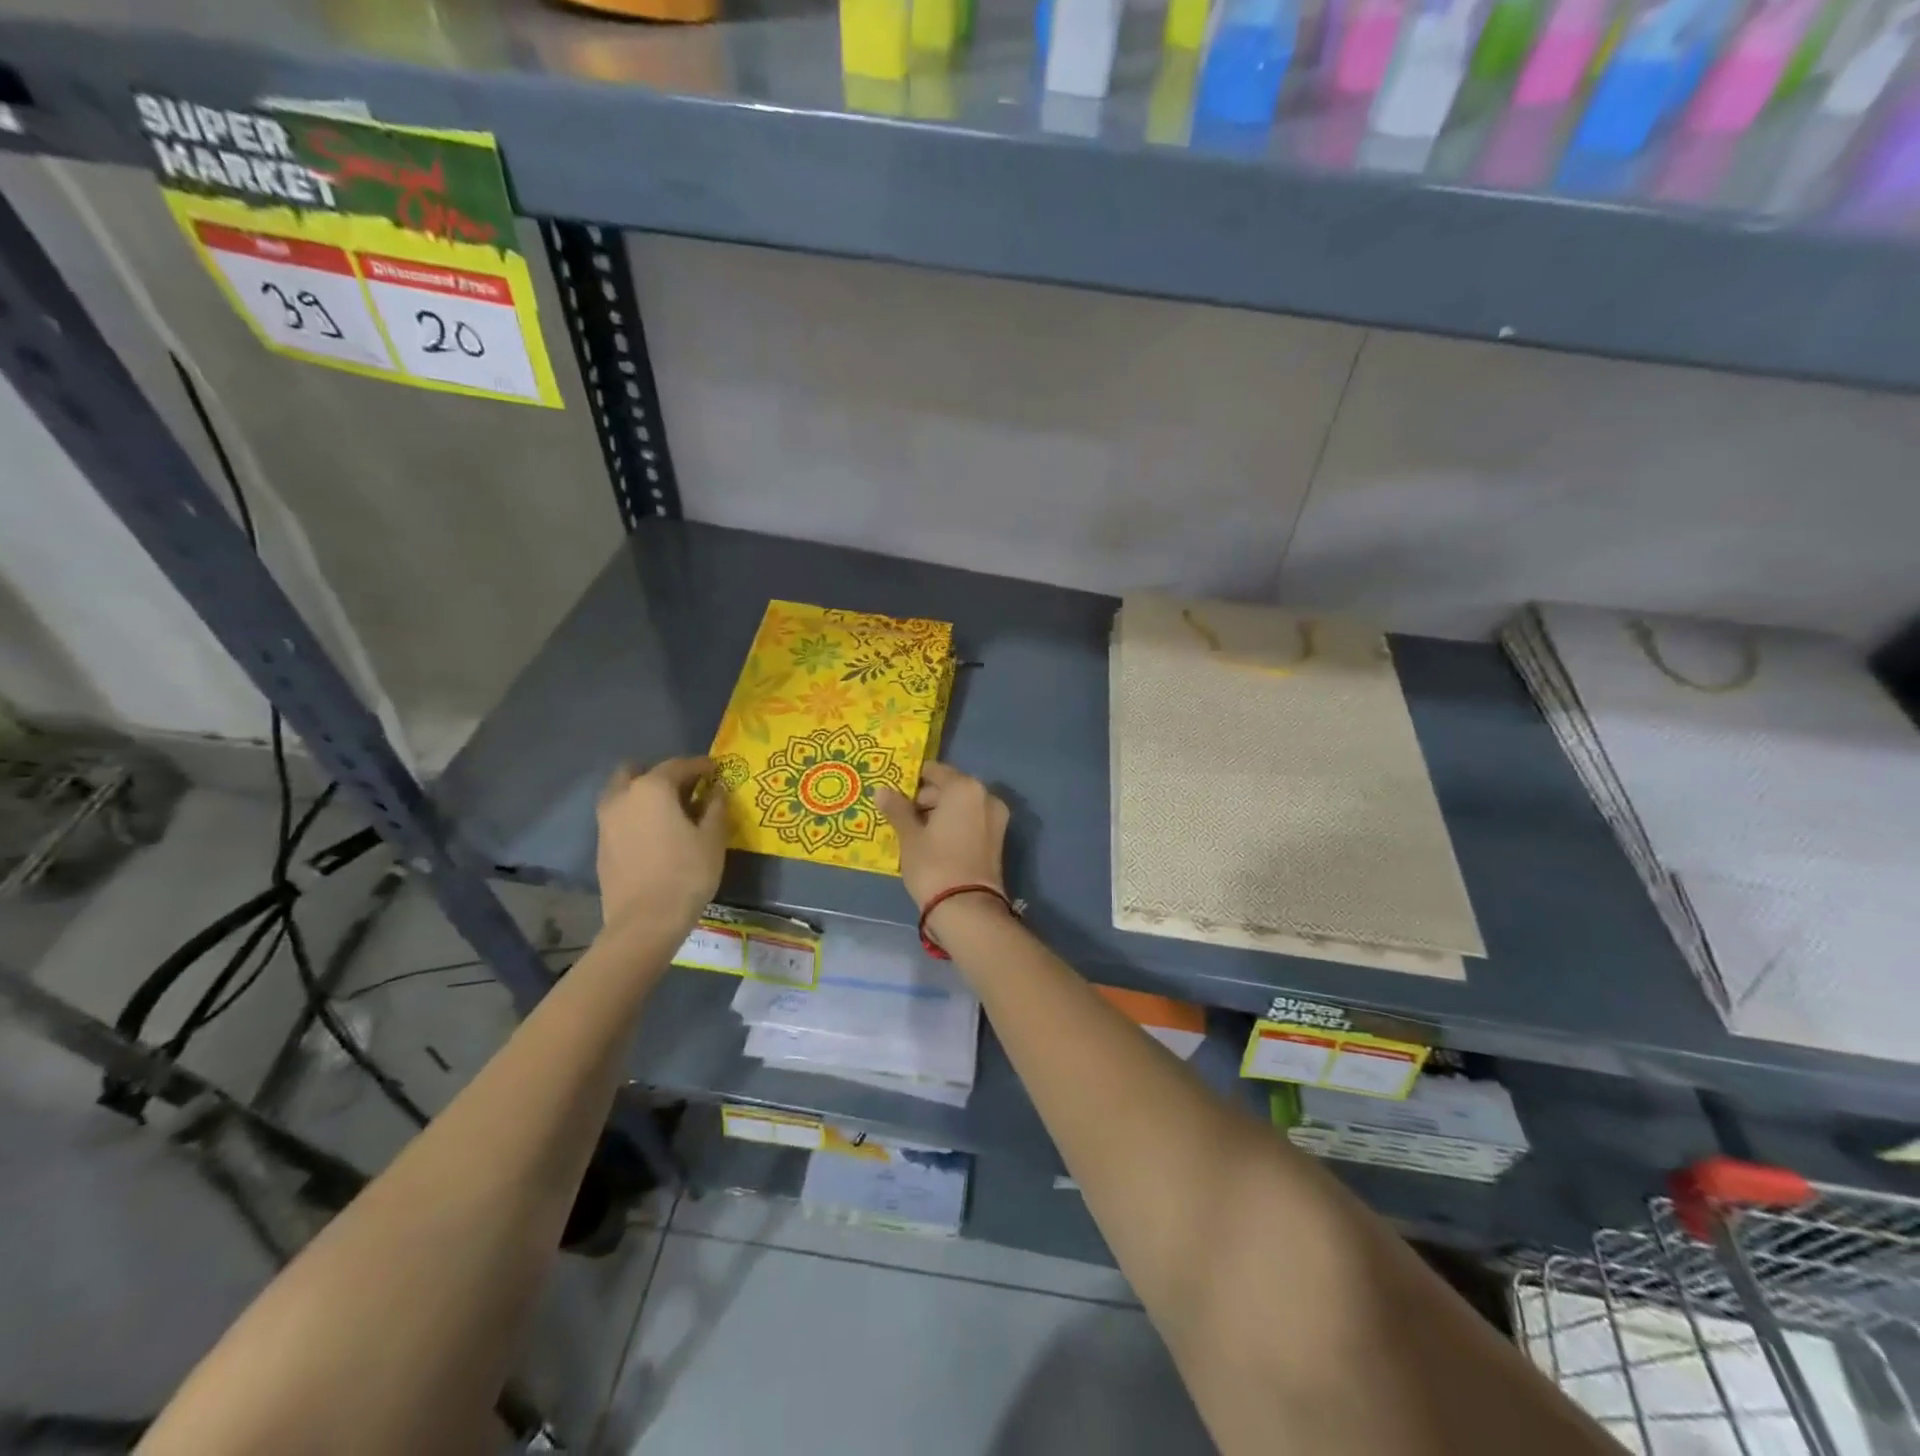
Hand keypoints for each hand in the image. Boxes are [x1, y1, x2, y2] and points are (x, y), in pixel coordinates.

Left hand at [596, 757, 726, 936]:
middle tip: (685, 788)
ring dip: (644, 795)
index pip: (679, 765)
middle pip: (638, 771)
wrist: (644, 922)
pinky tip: (656, 834)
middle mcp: (623, 797)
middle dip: (661, 774)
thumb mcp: (712, 838)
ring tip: (670, 812)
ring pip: (623, 793)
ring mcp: (606, 821)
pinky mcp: (601, 845)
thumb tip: (716, 789)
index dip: (701, 765)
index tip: (716, 770)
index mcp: (652, 788)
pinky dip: (636, 816)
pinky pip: (620, 817)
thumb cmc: (686, 874)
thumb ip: (715, 807)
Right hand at [875, 762, 1009, 910]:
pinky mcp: (998, 839)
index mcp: (964, 788)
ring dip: (940, 813)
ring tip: (914, 832)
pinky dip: (954, 825)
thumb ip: (897, 809)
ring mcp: (996, 818)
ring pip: (961, 806)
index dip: (913, 781)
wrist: (967, 908)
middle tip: (902, 816)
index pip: (934, 771)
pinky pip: (971, 821)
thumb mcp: (910, 836)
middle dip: (926, 799)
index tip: (896, 794)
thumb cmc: (934, 865)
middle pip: (950, 787)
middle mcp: (985, 796)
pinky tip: (933, 842)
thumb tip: (881, 790)